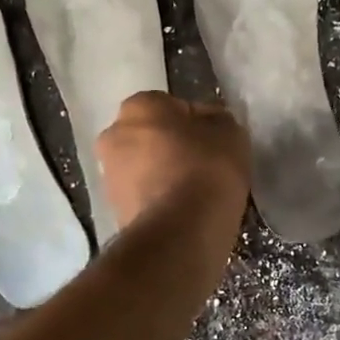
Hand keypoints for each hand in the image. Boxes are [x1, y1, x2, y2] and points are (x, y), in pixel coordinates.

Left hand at [96, 92, 250, 231]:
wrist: (180, 234)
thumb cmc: (206, 169)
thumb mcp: (230, 132)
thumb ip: (216, 120)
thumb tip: (207, 123)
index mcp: (139, 106)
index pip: (171, 106)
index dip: (196, 123)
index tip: (214, 142)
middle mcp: (113, 135)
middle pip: (152, 135)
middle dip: (174, 147)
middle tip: (205, 165)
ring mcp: (108, 175)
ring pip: (145, 167)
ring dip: (165, 174)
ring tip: (196, 193)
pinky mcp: (113, 210)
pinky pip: (144, 195)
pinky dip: (160, 199)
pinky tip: (184, 211)